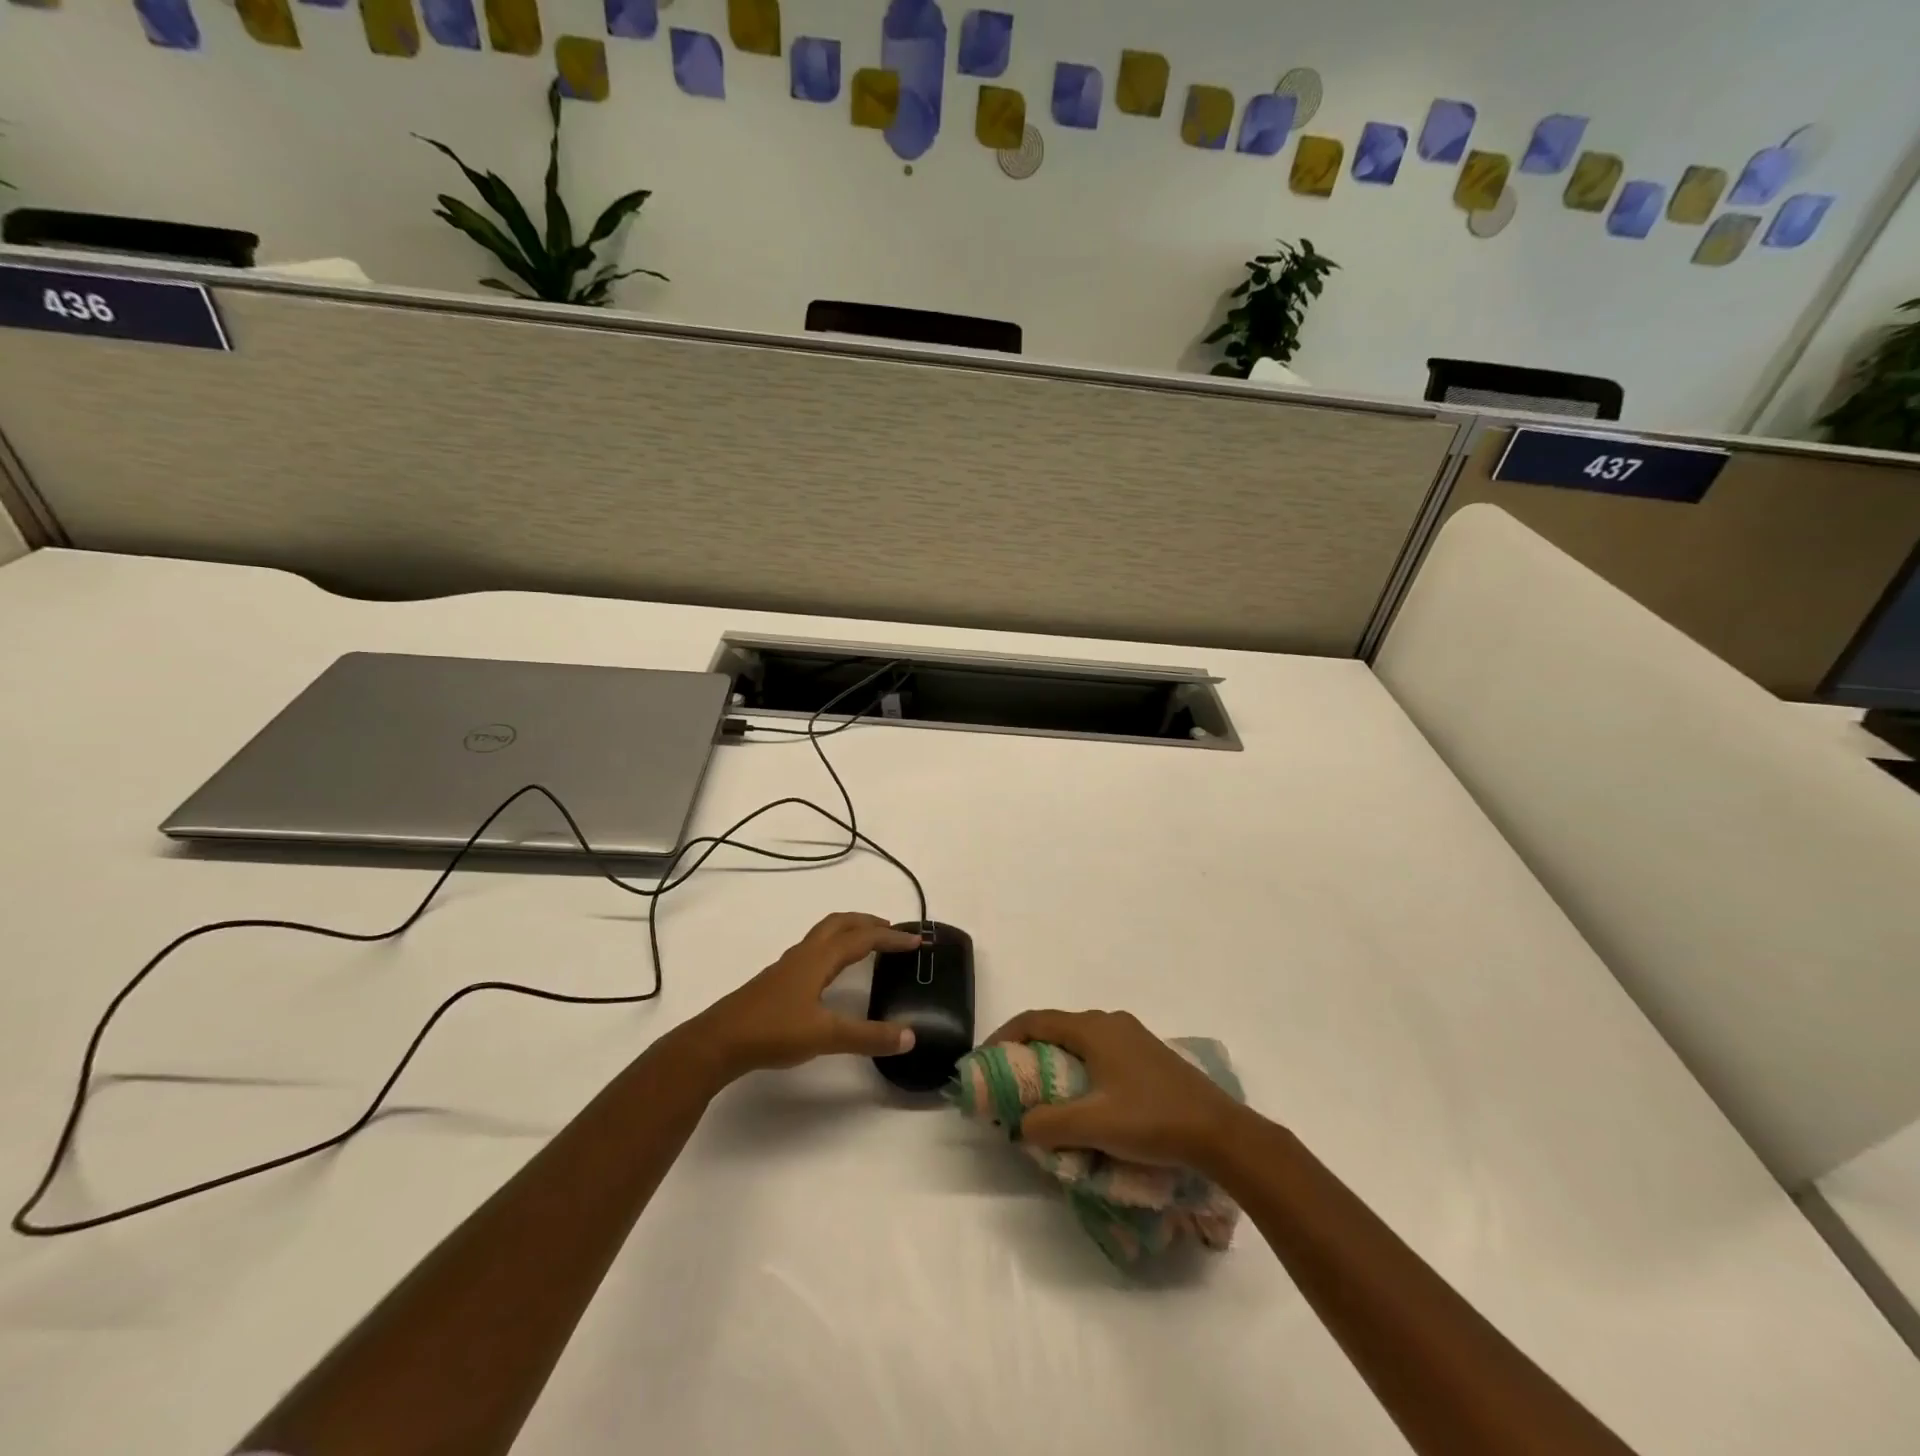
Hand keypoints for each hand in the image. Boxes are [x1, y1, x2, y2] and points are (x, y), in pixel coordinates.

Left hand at [685, 913, 922, 1083]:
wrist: (719, 1042)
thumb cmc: (774, 1031)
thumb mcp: (826, 1036)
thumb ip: (869, 1036)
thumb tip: (910, 1037)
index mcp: (819, 958)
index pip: (862, 938)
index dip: (891, 938)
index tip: (917, 941)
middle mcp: (805, 954)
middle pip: (840, 923)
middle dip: (868, 922)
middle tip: (893, 931)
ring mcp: (788, 966)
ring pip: (824, 935)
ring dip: (849, 932)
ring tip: (868, 944)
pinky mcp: (778, 981)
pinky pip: (814, 950)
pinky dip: (834, 948)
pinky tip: (832, 972)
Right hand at [987, 1009, 1248, 1168]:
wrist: (1219, 1132)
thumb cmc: (1151, 1120)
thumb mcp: (1093, 1125)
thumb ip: (1049, 1124)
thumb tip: (1021, 1126)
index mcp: (1093, 1029)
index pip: (1035, 1021)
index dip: (1005, 1037)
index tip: (985, 1061)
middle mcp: (1110, 1023)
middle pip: (1057, 1028)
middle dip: (1029, 1050)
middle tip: (1010, 1081)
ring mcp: (1133, 1037)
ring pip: (1081, 1041)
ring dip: (1056, 1060)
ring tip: (1042, 1093)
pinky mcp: (1149, 1056)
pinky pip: (1101, 1052)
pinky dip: (1081, 1068)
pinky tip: (1085, 1099)